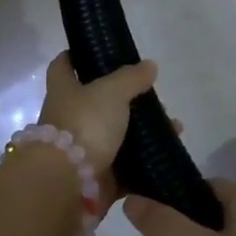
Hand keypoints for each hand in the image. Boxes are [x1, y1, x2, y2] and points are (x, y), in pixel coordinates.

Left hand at [35, 52, 157, 206]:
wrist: (68, 183)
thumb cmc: (84, 125)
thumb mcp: (111, 91)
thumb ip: (130, 78)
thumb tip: (149, 65)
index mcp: (64, 92)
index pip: (63, 66)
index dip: (75, 56)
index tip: (97, 52)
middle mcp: (69, 119)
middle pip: (96, 103)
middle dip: (125, 99)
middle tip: (154, 97)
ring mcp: (82, 150)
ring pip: (116, 135)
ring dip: (142, 132)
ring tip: (172, 126)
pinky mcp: (98, 178)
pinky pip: (126, 167)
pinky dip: (146, 162)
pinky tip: (168, 153)